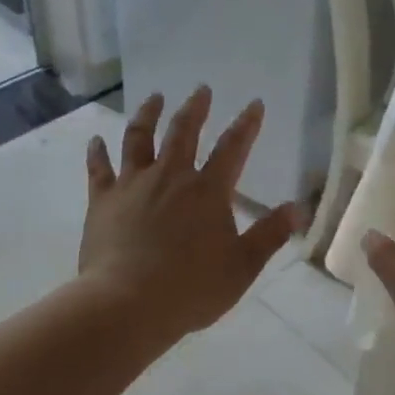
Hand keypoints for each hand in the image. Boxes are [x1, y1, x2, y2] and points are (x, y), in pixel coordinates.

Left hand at [78, 87, 303, 341]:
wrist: (127, 305)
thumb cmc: (191, 289)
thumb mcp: (242, 267)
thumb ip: (270, 235)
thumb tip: (299, 208)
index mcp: (208, 191)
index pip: (233, 148)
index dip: (246, 125)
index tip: (254, 104)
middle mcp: (170, 177)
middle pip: (183, 132)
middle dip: (195, 108)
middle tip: (201, 89)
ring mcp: (133, 185)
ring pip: (139, 139)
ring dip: (148, 115)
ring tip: (154, 98)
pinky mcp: (102, 201)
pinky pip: (99, 169)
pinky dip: (97, 152)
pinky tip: (95, 140)